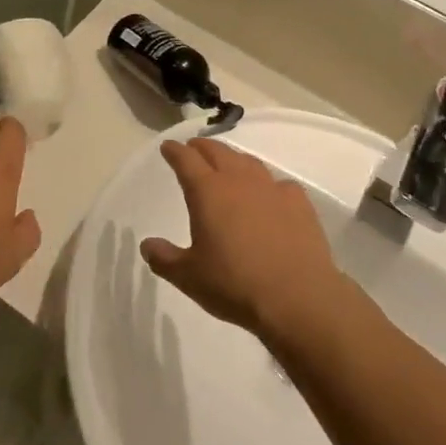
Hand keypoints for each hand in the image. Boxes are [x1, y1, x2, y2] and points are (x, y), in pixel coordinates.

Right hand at [141, 139, 344, 338]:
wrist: (297, 297)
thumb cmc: (235, 285)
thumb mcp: (189, 277)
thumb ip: (165, 258)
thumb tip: (146, 245)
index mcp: (207, 191)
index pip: (185, 159)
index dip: (174, 151)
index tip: (168, 148)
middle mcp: (238, 180)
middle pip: (217, 151)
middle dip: (202, 147)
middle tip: (194, 149)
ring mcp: (271, 188)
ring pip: (248, 162)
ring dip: (234, 160)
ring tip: (229, 166)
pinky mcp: (299, 203)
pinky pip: (279, 184)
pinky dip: (268, 185)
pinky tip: (270, 196)